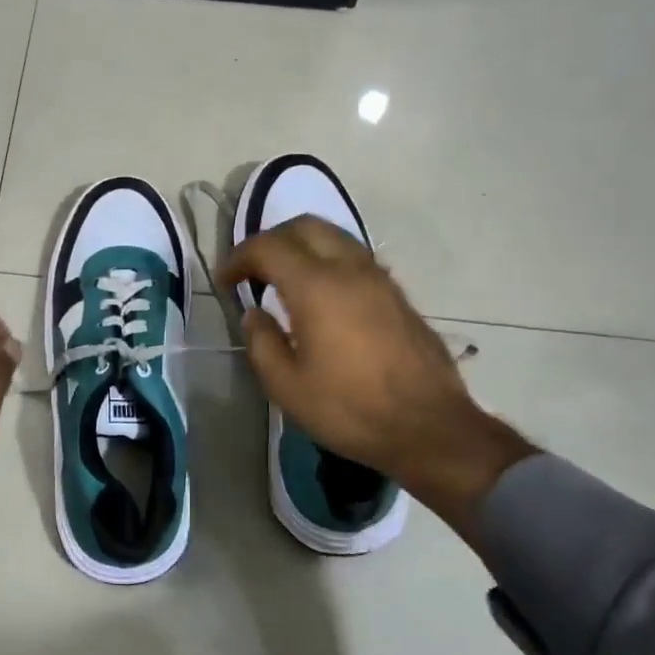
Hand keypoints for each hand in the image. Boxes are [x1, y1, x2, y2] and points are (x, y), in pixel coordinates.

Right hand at [217, 216, 534, 545]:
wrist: (429, 428)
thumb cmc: (350, 409)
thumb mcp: (287, 386)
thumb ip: (261, 342)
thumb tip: (254, 314)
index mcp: (316, 287)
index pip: (268, 247)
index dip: (239, 257)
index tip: (224, 280)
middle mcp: (350, 269)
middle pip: (305, 226)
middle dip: (271, 239)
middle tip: (253, 268)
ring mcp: (380, 278)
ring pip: (335, 237)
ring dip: (303, 246)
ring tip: (285, 278)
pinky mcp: (398, 294)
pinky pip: (355, 258)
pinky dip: (328, 260)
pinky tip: (321, 295)